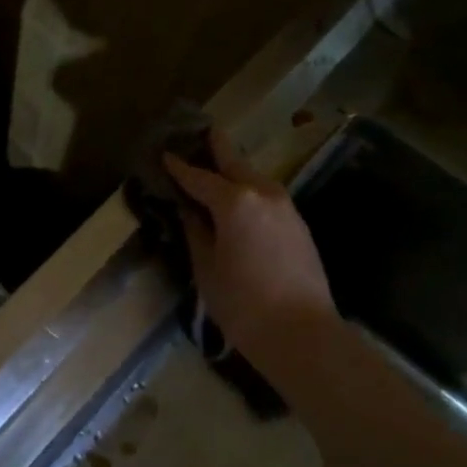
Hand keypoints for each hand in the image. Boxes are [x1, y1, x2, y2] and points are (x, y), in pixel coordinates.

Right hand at [164, 129, 340, 367]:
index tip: (165, 153)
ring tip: (213, 168)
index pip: (199, 177)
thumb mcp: (206, 268)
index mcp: (235, 201)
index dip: (179, 167)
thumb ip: (195, 232)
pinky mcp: (298, 225)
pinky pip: (266, 197)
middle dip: (215, 148)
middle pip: (234, 163)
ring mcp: (286, 207)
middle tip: (197, 133)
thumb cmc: (242, 303)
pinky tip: (236, 201)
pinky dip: (248, 191)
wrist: (301, 333)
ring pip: (254, 178)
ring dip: (234, 170)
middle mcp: (263, 193)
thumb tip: (188, 211)